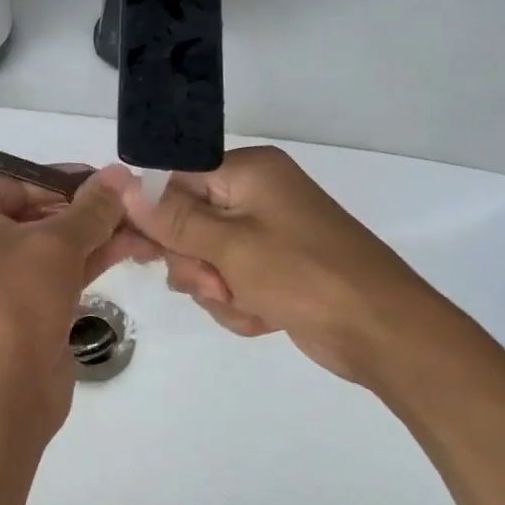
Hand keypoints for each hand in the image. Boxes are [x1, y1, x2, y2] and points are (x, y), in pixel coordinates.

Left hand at [0, 167, 155, 438]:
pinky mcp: (31, 308)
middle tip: (136, 203)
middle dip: (90, 209)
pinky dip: (94, 259)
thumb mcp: (56, 246)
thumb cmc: (16, 302)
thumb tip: (120, 175)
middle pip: (41, 213)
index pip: (16, 182)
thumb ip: (92, 209)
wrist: (3, 392)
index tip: (107, 178)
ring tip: (147, 227)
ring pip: (57, 245)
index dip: (62, 178)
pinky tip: (134, 248)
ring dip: (99, 234)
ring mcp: (6, 280)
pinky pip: (64, 272)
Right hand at [100, 148, 448, 385]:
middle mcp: (255, 196)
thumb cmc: (304, 276)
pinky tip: (263, 316)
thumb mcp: (230, 246)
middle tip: (216, 283)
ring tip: (248, 303)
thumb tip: (122, 183)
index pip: (174, 181)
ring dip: (216, 290)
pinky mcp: (274, 269)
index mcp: (248, 173)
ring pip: (205, 260)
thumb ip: (172, 218)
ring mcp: (266, 235)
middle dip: (195, 264)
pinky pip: (230, 283)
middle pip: (186, 224)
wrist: (381, 332)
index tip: (144, 253)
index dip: (156, 218)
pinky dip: (238, 305)